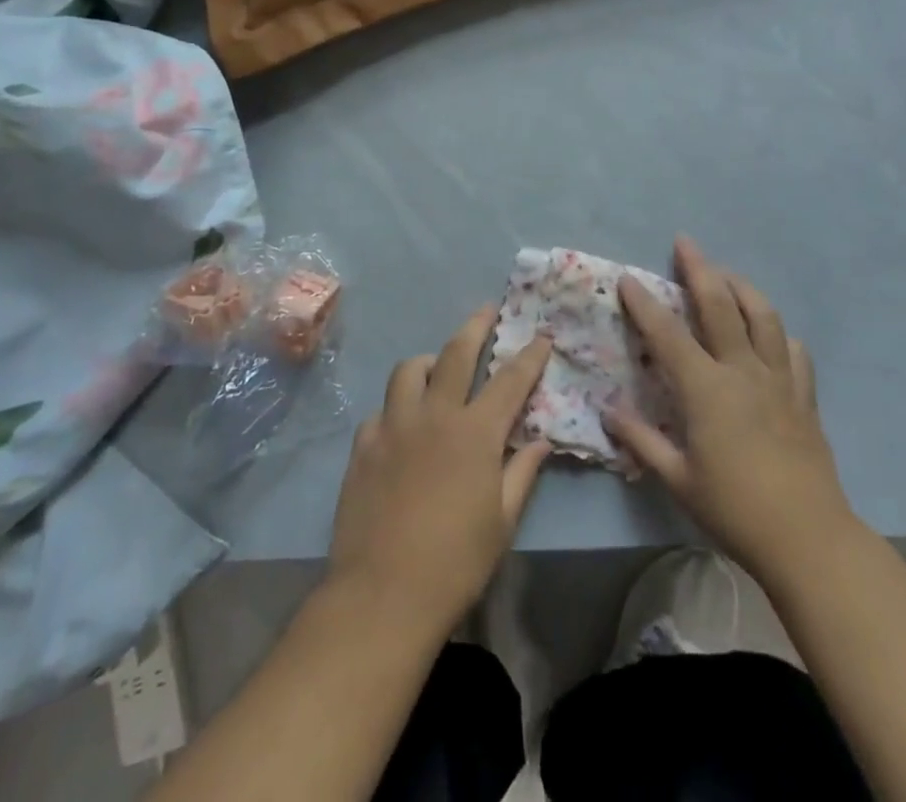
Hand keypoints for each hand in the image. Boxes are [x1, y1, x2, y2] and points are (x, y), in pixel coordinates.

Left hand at [327, 305, 551, 633]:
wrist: (382, 595)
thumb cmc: (455, 562)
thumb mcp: (502, 522)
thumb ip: (522, 473)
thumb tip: (539, 440)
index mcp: (475, 433)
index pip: (510, 380)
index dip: (529, 355)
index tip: (541, 335)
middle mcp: (434, 416)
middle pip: (455, 354)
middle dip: (476, 326)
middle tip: (487, 310)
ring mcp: (393, 427)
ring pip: (409, 371)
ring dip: (428, 361)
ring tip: (436, 368)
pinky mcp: (363, 447)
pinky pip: (380, 411)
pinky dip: (396, 408)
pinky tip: (401, 426)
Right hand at [608, 237, 857, 587]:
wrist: (807, 537)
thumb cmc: (734, 509)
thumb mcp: (678, 479)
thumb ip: (642, 440)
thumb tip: (609, 411)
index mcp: (707, 389)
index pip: (668, 335)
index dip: (645, 304)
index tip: (628, 279)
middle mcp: (743, 370)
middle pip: (720, 305)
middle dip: (699, 269)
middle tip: (685, 243)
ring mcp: (779, 379)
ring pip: (763, 316)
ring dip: (742, 288)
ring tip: (727, 275)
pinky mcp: (804, 396)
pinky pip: (794, 351)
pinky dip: (779, 334)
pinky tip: (771, 335)